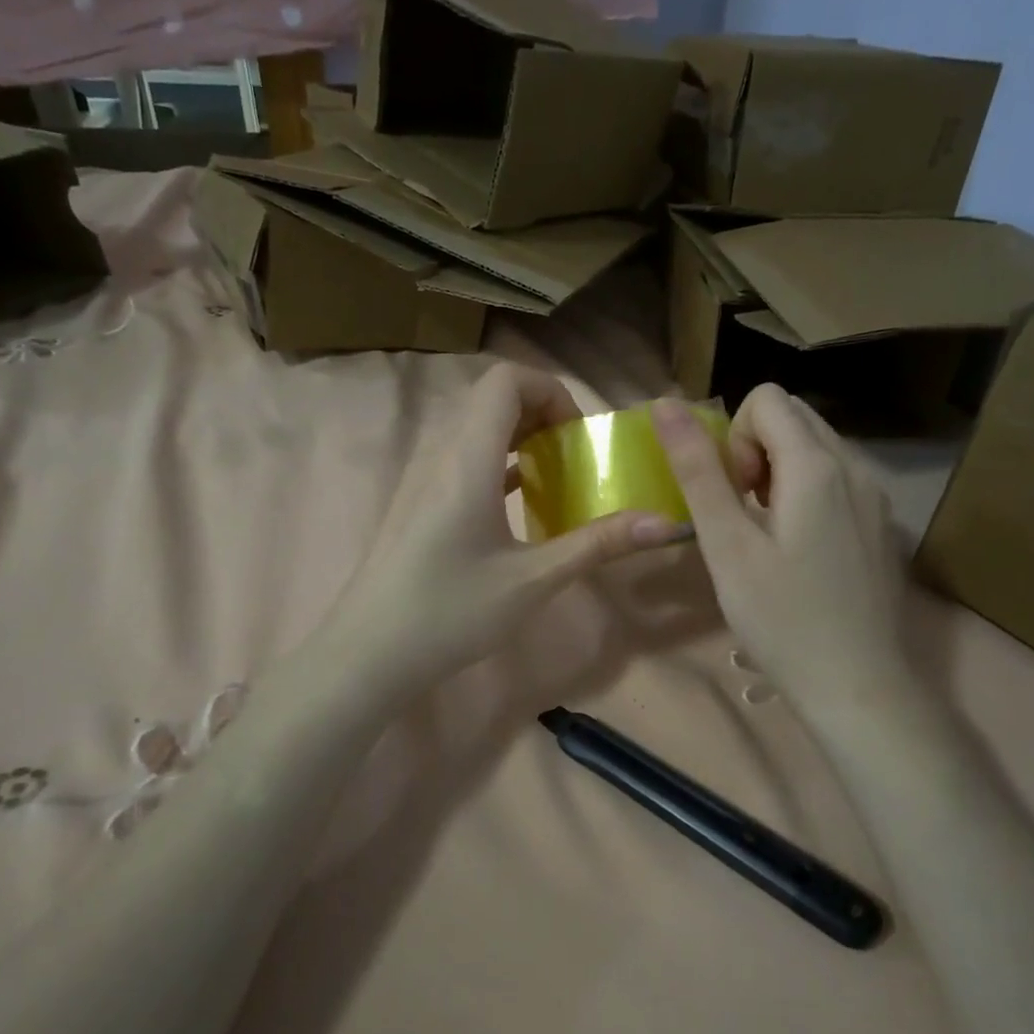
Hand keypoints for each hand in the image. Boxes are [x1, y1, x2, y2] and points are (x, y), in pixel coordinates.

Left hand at [321, 365, 688, 692]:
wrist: (367, 653)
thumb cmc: (450, 612)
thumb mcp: (533, 579)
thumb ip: (598, 544)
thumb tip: (665, 524)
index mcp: (467, 457)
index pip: (506, 379)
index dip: (550, 391)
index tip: (578, 437)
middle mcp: (441, 453)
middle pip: (491, 398)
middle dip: (541, 413)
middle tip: (574, 458)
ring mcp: (423, 477)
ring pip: (475, 428)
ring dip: (519, 438)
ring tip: (554, 479)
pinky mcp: (418, 502)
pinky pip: (463, 458)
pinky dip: (498, 462)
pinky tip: (520, 504)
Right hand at [653, 385, 914, 721]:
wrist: (858, 687)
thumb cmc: (782, 619)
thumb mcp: (726, 545)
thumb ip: (697, 470)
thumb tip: (665, 404)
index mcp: (817, 466)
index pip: (767, 398)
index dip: (735, 436)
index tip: (733, 494)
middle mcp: (855, 466)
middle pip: (793, 417)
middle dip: (755, 449)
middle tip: (744, 513)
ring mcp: (875, 496)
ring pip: (816, 447)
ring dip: (778, 471)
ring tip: (767, 533)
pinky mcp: (881, 523)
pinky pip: (836, 478)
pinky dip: (806, 492)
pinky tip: (798, 550)